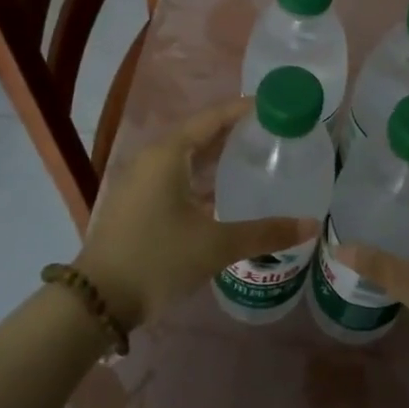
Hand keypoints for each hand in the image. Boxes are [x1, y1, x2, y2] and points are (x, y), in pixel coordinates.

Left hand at [74, 98, 317, 328]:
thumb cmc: (157, 260)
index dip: (244, 110)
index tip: (275, 106)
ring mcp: (140, 181)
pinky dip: (201, 177)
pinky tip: (224, 193)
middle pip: (199, 134)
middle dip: (234, 132)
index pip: (212, 118)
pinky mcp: (137, 202)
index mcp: (168, 154)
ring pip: (186, 157)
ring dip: (217, 156)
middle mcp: (152, 159)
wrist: (97, 301)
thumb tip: (311, 225)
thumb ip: (264, 233)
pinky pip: (175, 176)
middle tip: (273, 133)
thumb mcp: (215, 245)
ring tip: (255, 158)